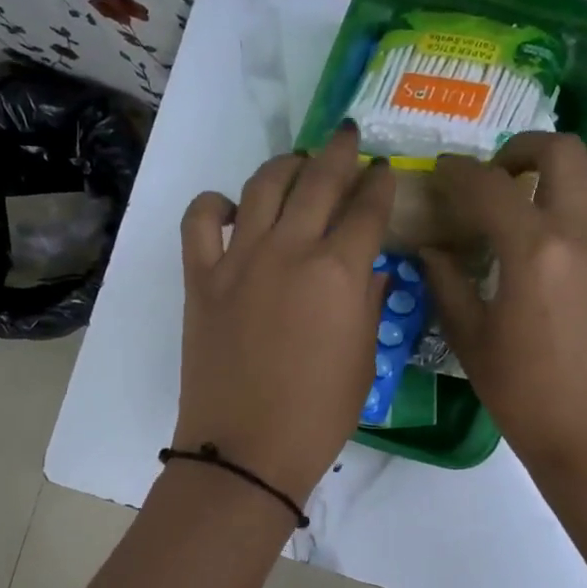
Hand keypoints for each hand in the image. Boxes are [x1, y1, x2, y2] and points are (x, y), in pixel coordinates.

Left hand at [174, 127, 394, 504]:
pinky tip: (230, 208)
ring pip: (262, 186)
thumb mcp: (363, 360)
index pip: (368, 209)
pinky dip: (214, 204)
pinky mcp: (201, 278)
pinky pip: (200, 221)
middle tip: (348, 137)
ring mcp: (239, 259)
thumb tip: (369, 267)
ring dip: (285, 166)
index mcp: (339, 272)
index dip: (381, 184)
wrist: (247, 449)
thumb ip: (368, 303)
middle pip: (319, 180)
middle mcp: (290, 250)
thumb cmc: (319, 415)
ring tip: (297, 164)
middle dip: (339, 152)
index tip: (386, 171)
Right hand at [421, 133, 586, 483]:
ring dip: (573, 170)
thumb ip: (447, 283)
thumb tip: (431, 249)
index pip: (488, 186)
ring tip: (549, 197)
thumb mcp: (471, 339)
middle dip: (523, 149)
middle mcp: (583, 231)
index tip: (443, 170)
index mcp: (532, 250)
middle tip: (501, 176)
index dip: (458, 171)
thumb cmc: (523, 395)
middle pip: (562, 150)